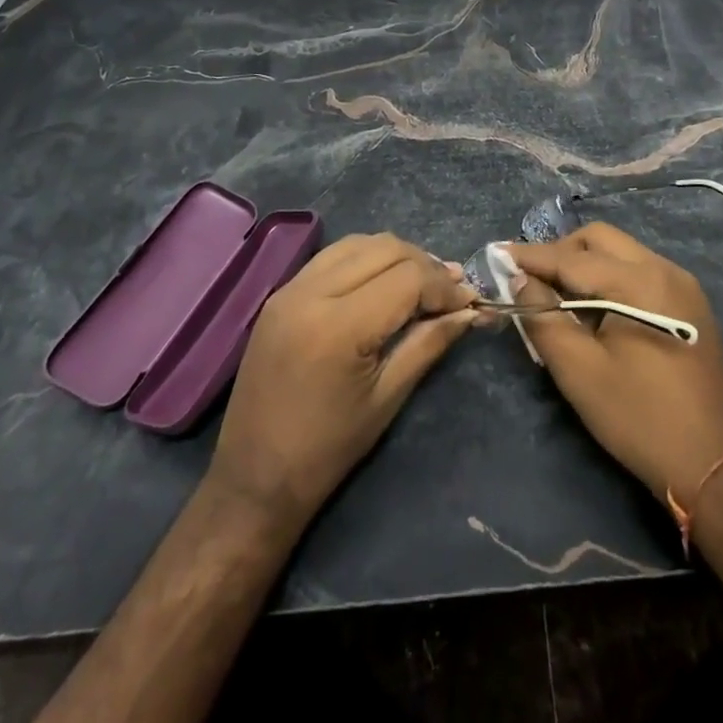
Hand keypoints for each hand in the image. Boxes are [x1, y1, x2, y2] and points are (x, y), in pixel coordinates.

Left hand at [208, 233, 477, 527]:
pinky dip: (364, 259)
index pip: (407, 279)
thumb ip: (429, 343)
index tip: (469, 301)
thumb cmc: (327, 450)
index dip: (444, 286)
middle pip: (385, 249)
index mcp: (339, 327)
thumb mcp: (388, 398)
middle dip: (424, 265)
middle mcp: (311, 292)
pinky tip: (381, 283)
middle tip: (451, 290)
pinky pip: (332, 257)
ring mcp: (290, 288)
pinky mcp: (280, 293)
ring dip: (395, 256)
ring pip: (358, 244)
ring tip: (420, 283)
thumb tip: (469, 311)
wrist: (253, 478)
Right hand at [508, 224, 722, 503]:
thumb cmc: (639, 418)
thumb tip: (520, 279)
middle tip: (532, 279)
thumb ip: (544, 318)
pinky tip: (597, 310)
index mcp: (638, 282)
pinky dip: (611, 278)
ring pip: (622, 252)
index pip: (572, 257)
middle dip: (561, 252)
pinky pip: (641, 271)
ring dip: (586, 264)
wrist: (713, 465)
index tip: (498, 253)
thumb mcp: (580, 372)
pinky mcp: (691, 304)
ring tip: (559, 296)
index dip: (532, 256)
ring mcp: (682, 284)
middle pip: (600, 239)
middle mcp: (664, 269)